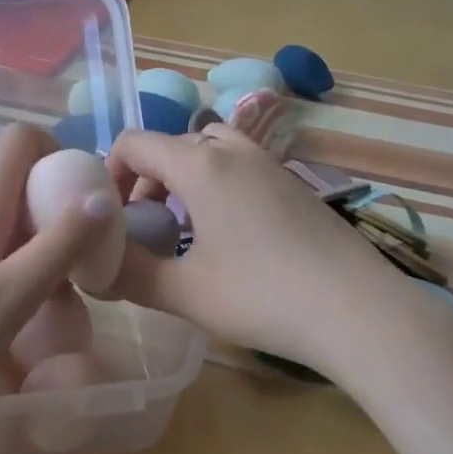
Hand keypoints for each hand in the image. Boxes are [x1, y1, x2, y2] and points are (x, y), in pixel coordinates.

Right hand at [107, 126, 404, 374]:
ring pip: (210, 149)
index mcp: (200, 164)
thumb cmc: (261, 295)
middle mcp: (234, 151)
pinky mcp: (295, 185)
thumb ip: (130, 276)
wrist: (357, 310)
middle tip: (143, 227)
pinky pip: (240, 166)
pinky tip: (229, 237)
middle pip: (171, 144)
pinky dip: (217, 185)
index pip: (134, 143)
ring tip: (183, 226)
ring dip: (184, 177)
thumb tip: (94, 270)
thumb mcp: (183, 292)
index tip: (109, 216)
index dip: (108, 173)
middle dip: (145, 179)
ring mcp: (270, 164)